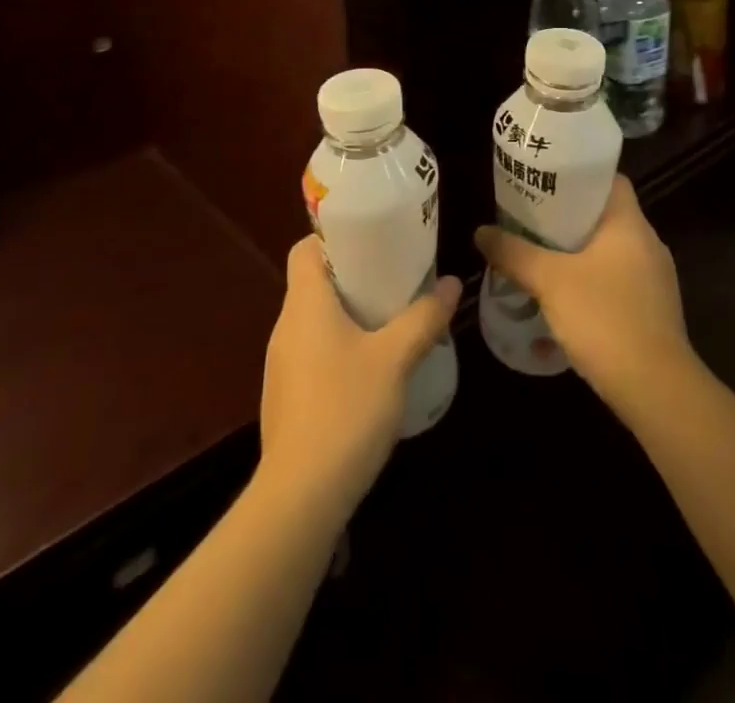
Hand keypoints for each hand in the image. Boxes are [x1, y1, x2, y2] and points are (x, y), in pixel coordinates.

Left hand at [257, 236, 459, 521]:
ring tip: (389, 322)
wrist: (300, 496)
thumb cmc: (346, 409)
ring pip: (315, 321)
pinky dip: (339, 348)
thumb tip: (452, 284)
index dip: (334, 238)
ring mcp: (282, 364)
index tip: (372, 244)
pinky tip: (370, 372)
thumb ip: (424, 318)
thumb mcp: (395, 359)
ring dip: (348, 315)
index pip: (305, 248)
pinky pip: (313, 353)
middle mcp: (286, 326)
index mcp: (305, 303)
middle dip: (354, 277)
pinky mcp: (286, 397)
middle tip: (395, 281)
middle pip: (314, 283)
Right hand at [474, 175, 690, 422]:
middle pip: (604, 215)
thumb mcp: (549, 280)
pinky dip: (591, 279)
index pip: (609, 179)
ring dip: (577, 251)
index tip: (545, 180)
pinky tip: (563, 296)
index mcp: (630, 223)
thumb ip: (513, 252)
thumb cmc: (604, 317)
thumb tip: (481, 232)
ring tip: (539, 254)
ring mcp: (655, 279)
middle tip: (529, 217)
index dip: (578, 175)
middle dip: (567, 215)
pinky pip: (617, 279)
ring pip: (610, 250)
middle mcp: (648, 243)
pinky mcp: (653, 310)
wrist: (656, 389)